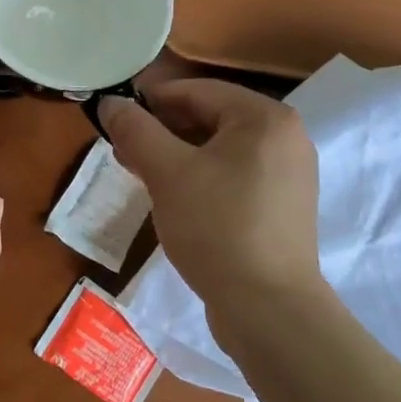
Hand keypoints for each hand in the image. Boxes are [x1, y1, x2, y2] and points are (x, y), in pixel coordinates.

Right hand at [100, 80, 322, 322]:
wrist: (269, 310)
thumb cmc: (217, 228)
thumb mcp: (167, 173)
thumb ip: (136, 131)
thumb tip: (110, 102)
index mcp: (266, 118)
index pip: (199, 91)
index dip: (153, 99)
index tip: (117, 115)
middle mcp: (286, 138)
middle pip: (213, 118)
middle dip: (164, 131)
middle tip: (124, 149)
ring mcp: (290, 175)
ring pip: (222, 150)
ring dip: (179, 156)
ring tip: (141, 173)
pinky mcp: (284, 207)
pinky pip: (236, 176)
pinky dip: (203, 178)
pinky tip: (175, 198)